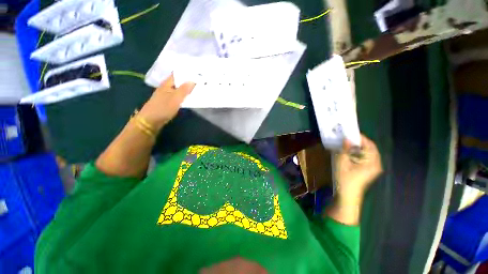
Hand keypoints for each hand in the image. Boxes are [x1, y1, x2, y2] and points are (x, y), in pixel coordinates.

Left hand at [138, 74, 194, 129]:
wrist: (151, 120)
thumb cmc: (163, 108)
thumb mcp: (176, 98)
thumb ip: (184, 89)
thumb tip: (193, 80)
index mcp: (167, 83)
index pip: (178, 74)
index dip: (186, 72)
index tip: (197, 72)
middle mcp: (167, 87)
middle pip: (179, 82)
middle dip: (189, 81)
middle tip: (201, 80)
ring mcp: (168, 95)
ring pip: (180, 89)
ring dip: (187, 89)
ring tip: (198, 88)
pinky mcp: (169, 102)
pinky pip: (179, 96)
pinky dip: (185, 96)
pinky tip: (191, 97)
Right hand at [335, 134, 382, 198]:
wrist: (347, 196)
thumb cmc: (345, 179)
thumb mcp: (342, 162)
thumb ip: (345, 149)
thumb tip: (346, 139)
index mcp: (372, 162)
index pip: (369, 144)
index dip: (360, 137)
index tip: (349, 133)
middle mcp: (376, 164)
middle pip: (369, 148)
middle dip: (358, 142)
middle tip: (346, 138)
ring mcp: (373, 168)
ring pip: (366, 153)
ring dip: (357, 148)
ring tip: (345, 144)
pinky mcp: (368, 170)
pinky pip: (364, 158)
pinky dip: (357, 153)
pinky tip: (348, 153)